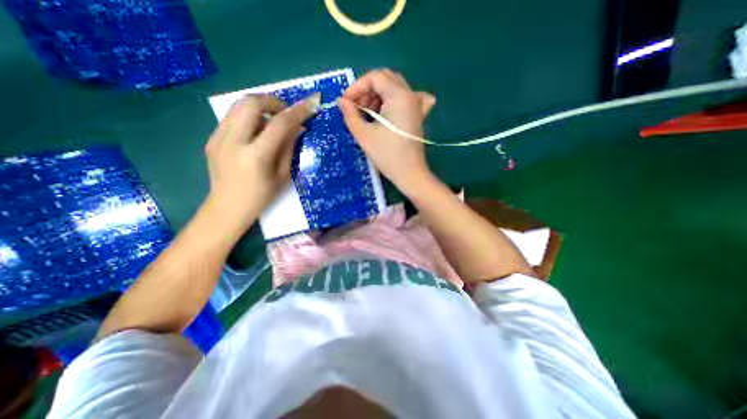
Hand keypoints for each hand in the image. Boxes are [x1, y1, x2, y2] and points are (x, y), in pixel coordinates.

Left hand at [203, 91, 317, 230]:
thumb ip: (288, 147)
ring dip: (260, 107)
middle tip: (285, 112)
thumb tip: (297, 128)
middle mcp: (233, 141)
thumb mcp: (282, 175)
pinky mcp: (212, 138)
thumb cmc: (261, 196)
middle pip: (251, 103)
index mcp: (256, 155)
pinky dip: (249, 118)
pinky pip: (233, 117)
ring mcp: (218, 138)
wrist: (227, 207)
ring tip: (272, 121)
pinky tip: (256, 132)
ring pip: (239, 105)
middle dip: (273, 101)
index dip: (297, 111)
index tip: (310, 103)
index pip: (279, 124)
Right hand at [339, 69, 438, 193]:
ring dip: (379, 95)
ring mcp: (417, 105)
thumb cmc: (387, 155)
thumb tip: (341, 101)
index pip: (375, 77)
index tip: (346, 103)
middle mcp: (411, 95)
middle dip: (367, 90)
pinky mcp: (418, 116)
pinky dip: (395, 100)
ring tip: (369, 113)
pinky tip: (391, 109)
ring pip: (395, 88)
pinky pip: (408, 98)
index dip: (357, 87)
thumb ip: (350, 114)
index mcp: (399, 95)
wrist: (409, 173)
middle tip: (357, 108)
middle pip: (386, 79)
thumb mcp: (364, 134)